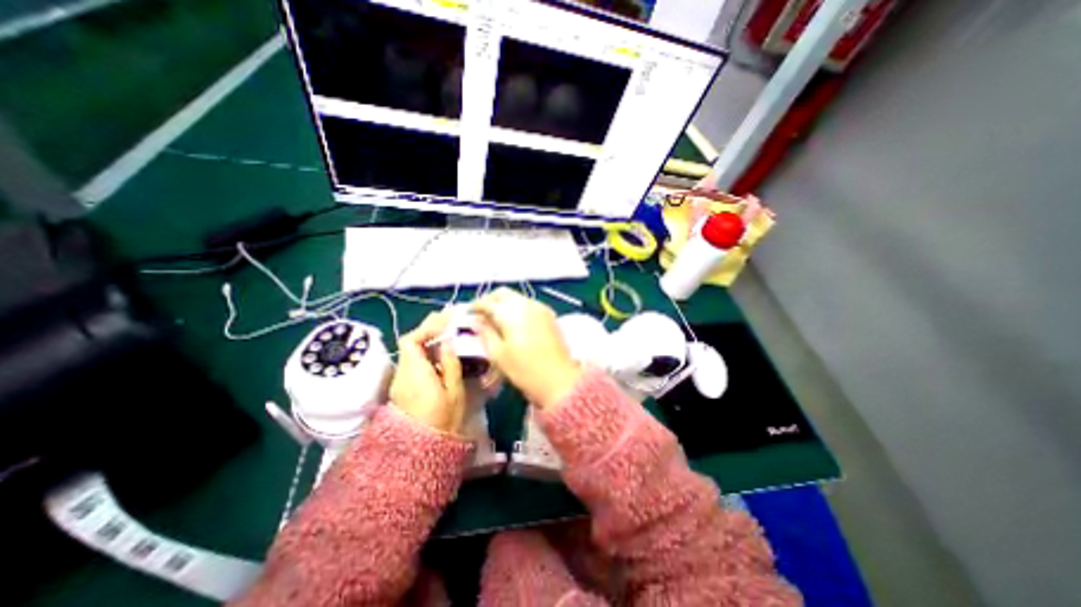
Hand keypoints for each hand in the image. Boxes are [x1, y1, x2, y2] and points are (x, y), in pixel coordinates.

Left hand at [394, 310, 469, 432]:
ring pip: (412, 352)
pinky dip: (427, 352)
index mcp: (415, 372)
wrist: (420, 449)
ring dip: (429, 340)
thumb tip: (448, 340)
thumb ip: (450, 363)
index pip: (411, 340)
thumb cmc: (442, 420)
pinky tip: (442, 353)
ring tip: (449, 334)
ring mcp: (401, 380)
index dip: (427, 327)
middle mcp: (403, 372)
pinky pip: (414, 362)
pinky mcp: (404, 386)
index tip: (446, 322)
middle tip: (449, 322)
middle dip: (429, 329)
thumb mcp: (453, 391)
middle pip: (410, 343)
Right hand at [470, 287, 578, 409]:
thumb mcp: (498, 354)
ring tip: (495, 318)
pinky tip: (513, 321)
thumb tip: (475, 320)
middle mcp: (526, 304)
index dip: (475, 306)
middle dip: (489, 300)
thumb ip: (485, 333)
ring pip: (516, 296)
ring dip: (503, 302)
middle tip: (480, 313)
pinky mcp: (549, 314)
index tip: (467, 313)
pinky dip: (516, 306)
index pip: (488, 302)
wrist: (559, 379)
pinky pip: (528, 303)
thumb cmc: (524, 370)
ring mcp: (540, 308)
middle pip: (503, 293)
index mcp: (511, 313)